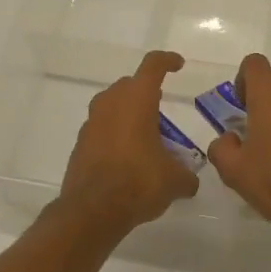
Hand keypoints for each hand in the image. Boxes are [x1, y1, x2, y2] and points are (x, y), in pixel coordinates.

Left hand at [59, 51, 199, 235]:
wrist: (92, 210)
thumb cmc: (138, 182)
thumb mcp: (174, 181)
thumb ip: (186, 175)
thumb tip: (190, 181)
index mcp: (137, 100)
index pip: (153, 66)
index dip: (167, 61)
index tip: (178, 65)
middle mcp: (111, 104)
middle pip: (129, 85)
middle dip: (146, 92)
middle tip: (161, 109)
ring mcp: (91, 123)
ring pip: (112, 106)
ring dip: (128, 114)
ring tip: (146, 135)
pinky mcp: (80, 144)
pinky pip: (101, 129)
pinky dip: (114, 135)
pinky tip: (127, 157)